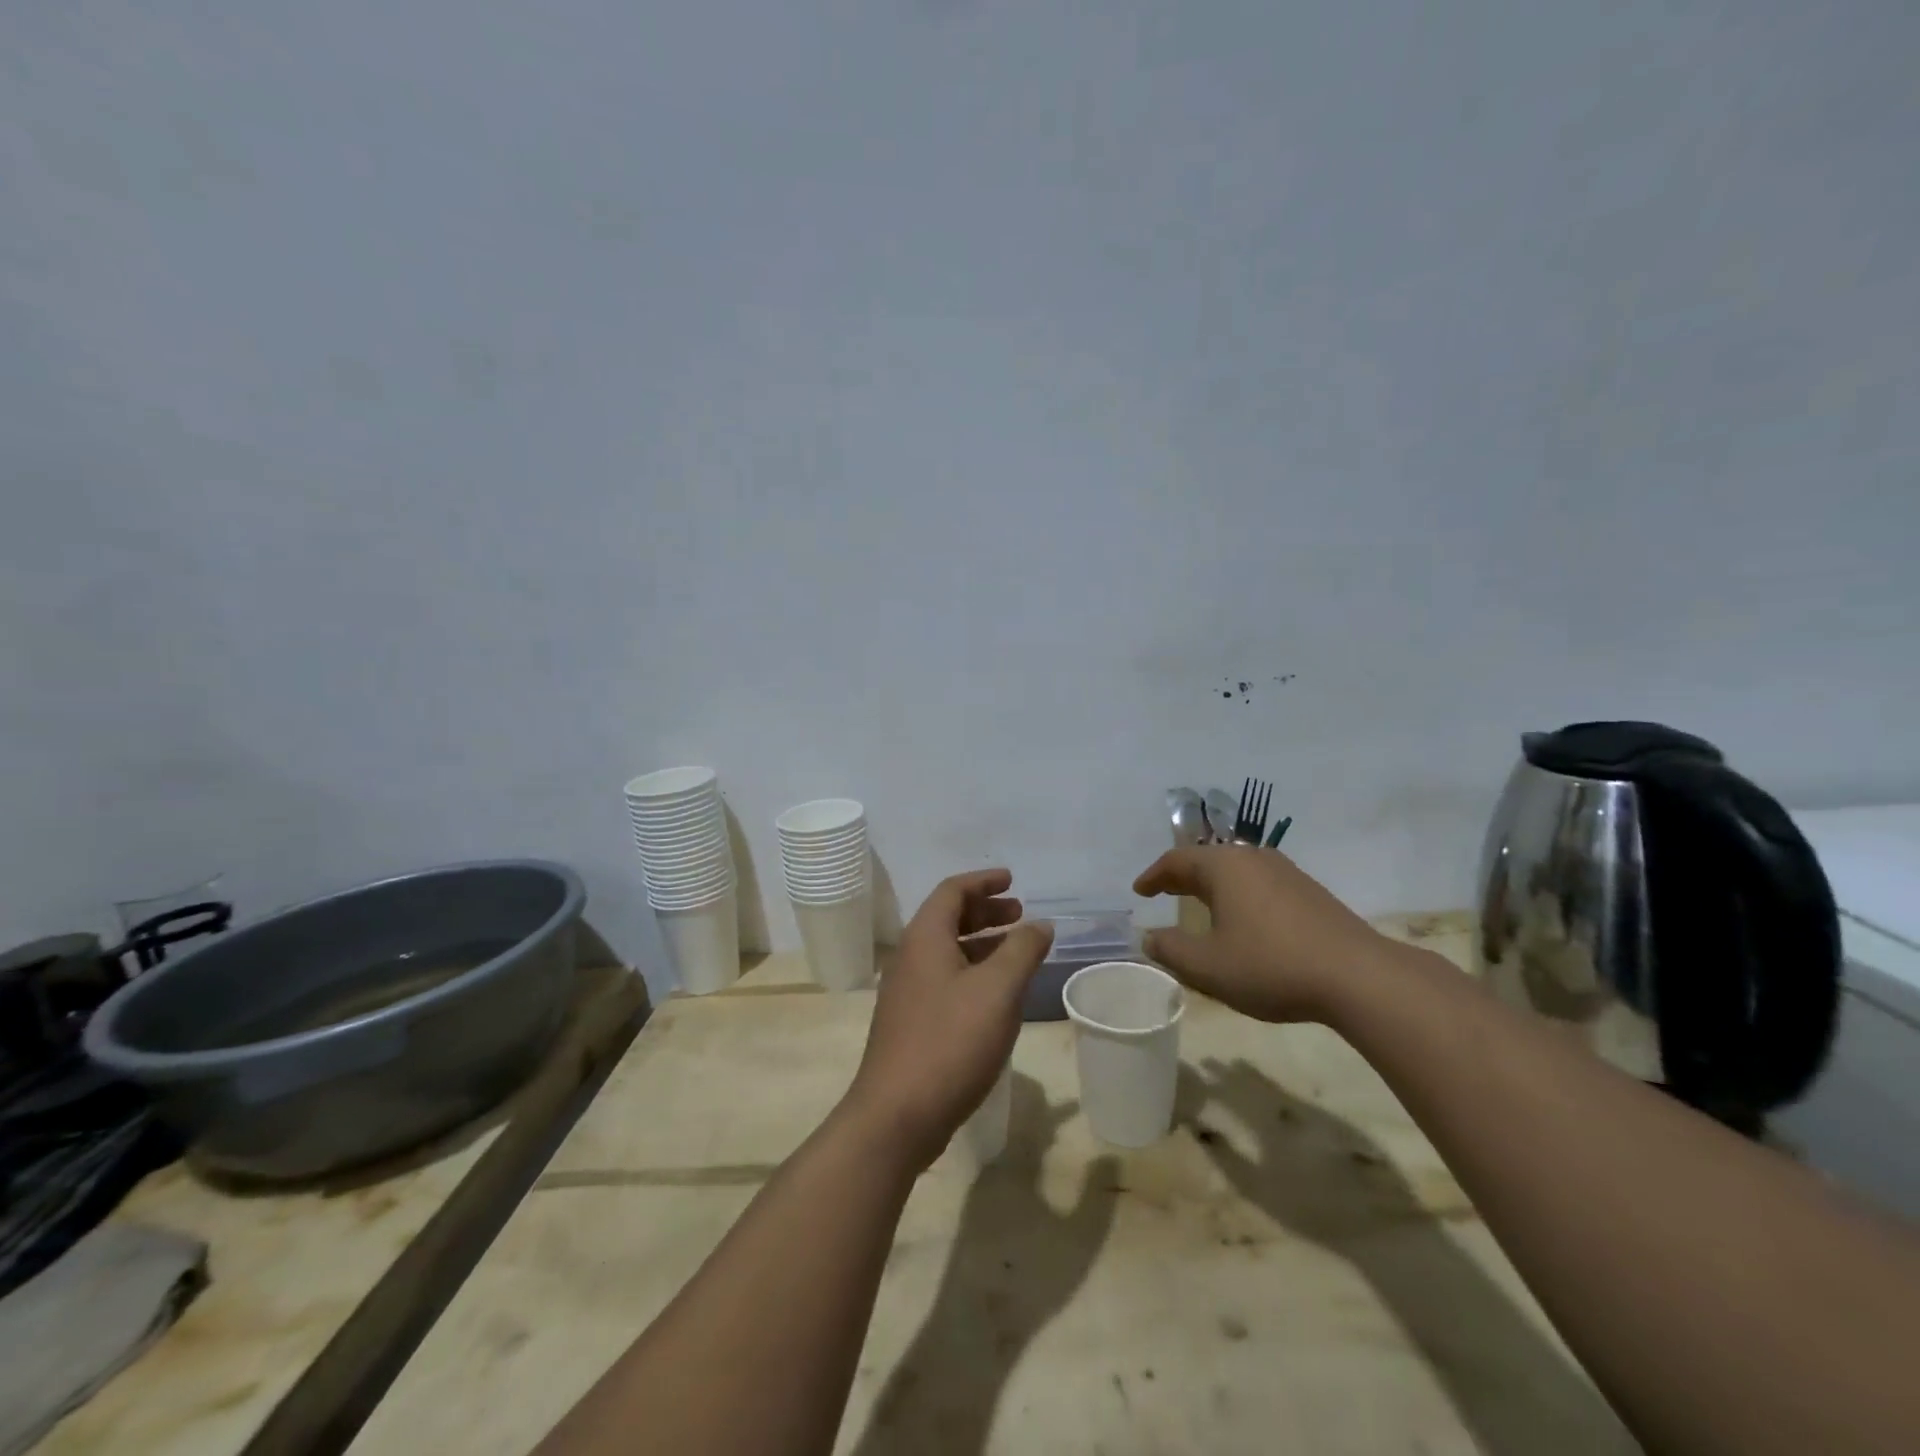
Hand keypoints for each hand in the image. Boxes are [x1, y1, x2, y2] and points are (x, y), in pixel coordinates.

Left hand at [843, 868, 1054, 1170]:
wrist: (897, 1115)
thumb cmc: (950, 1042)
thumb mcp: (998, 991)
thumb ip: (1022, 950)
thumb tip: (1041, 924)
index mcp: (925, 938)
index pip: (952, 891)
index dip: (983, 881)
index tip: (1012, 880)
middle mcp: (911, 957)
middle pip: (948, 918)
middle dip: (985, 912)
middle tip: (1020, 914)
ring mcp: (907, 992)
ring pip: (947, 951)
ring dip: (982, 943)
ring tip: (1016, 949)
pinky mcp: (911, 1022)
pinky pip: (945, 979)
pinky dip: (973, 971)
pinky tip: (997, 994)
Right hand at [1133, 846, 1385, 1022]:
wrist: (1359, 977)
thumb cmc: (1271, 965)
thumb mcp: (1208, 967)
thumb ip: (1171, 950)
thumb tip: (1149, 938)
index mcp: (1223, 867)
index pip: (1176, 861)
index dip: (1153, 876)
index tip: (1139, 890)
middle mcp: (1253, 858)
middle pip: (1207, 859)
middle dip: (1182, 875)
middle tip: (1164, 891)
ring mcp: (1287, 872)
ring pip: (1237, 869)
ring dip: (1213, 883)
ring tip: (1201, 902)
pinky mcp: (1311, 892)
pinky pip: (1261, 882)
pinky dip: (1240, 893)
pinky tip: (1245, 917)